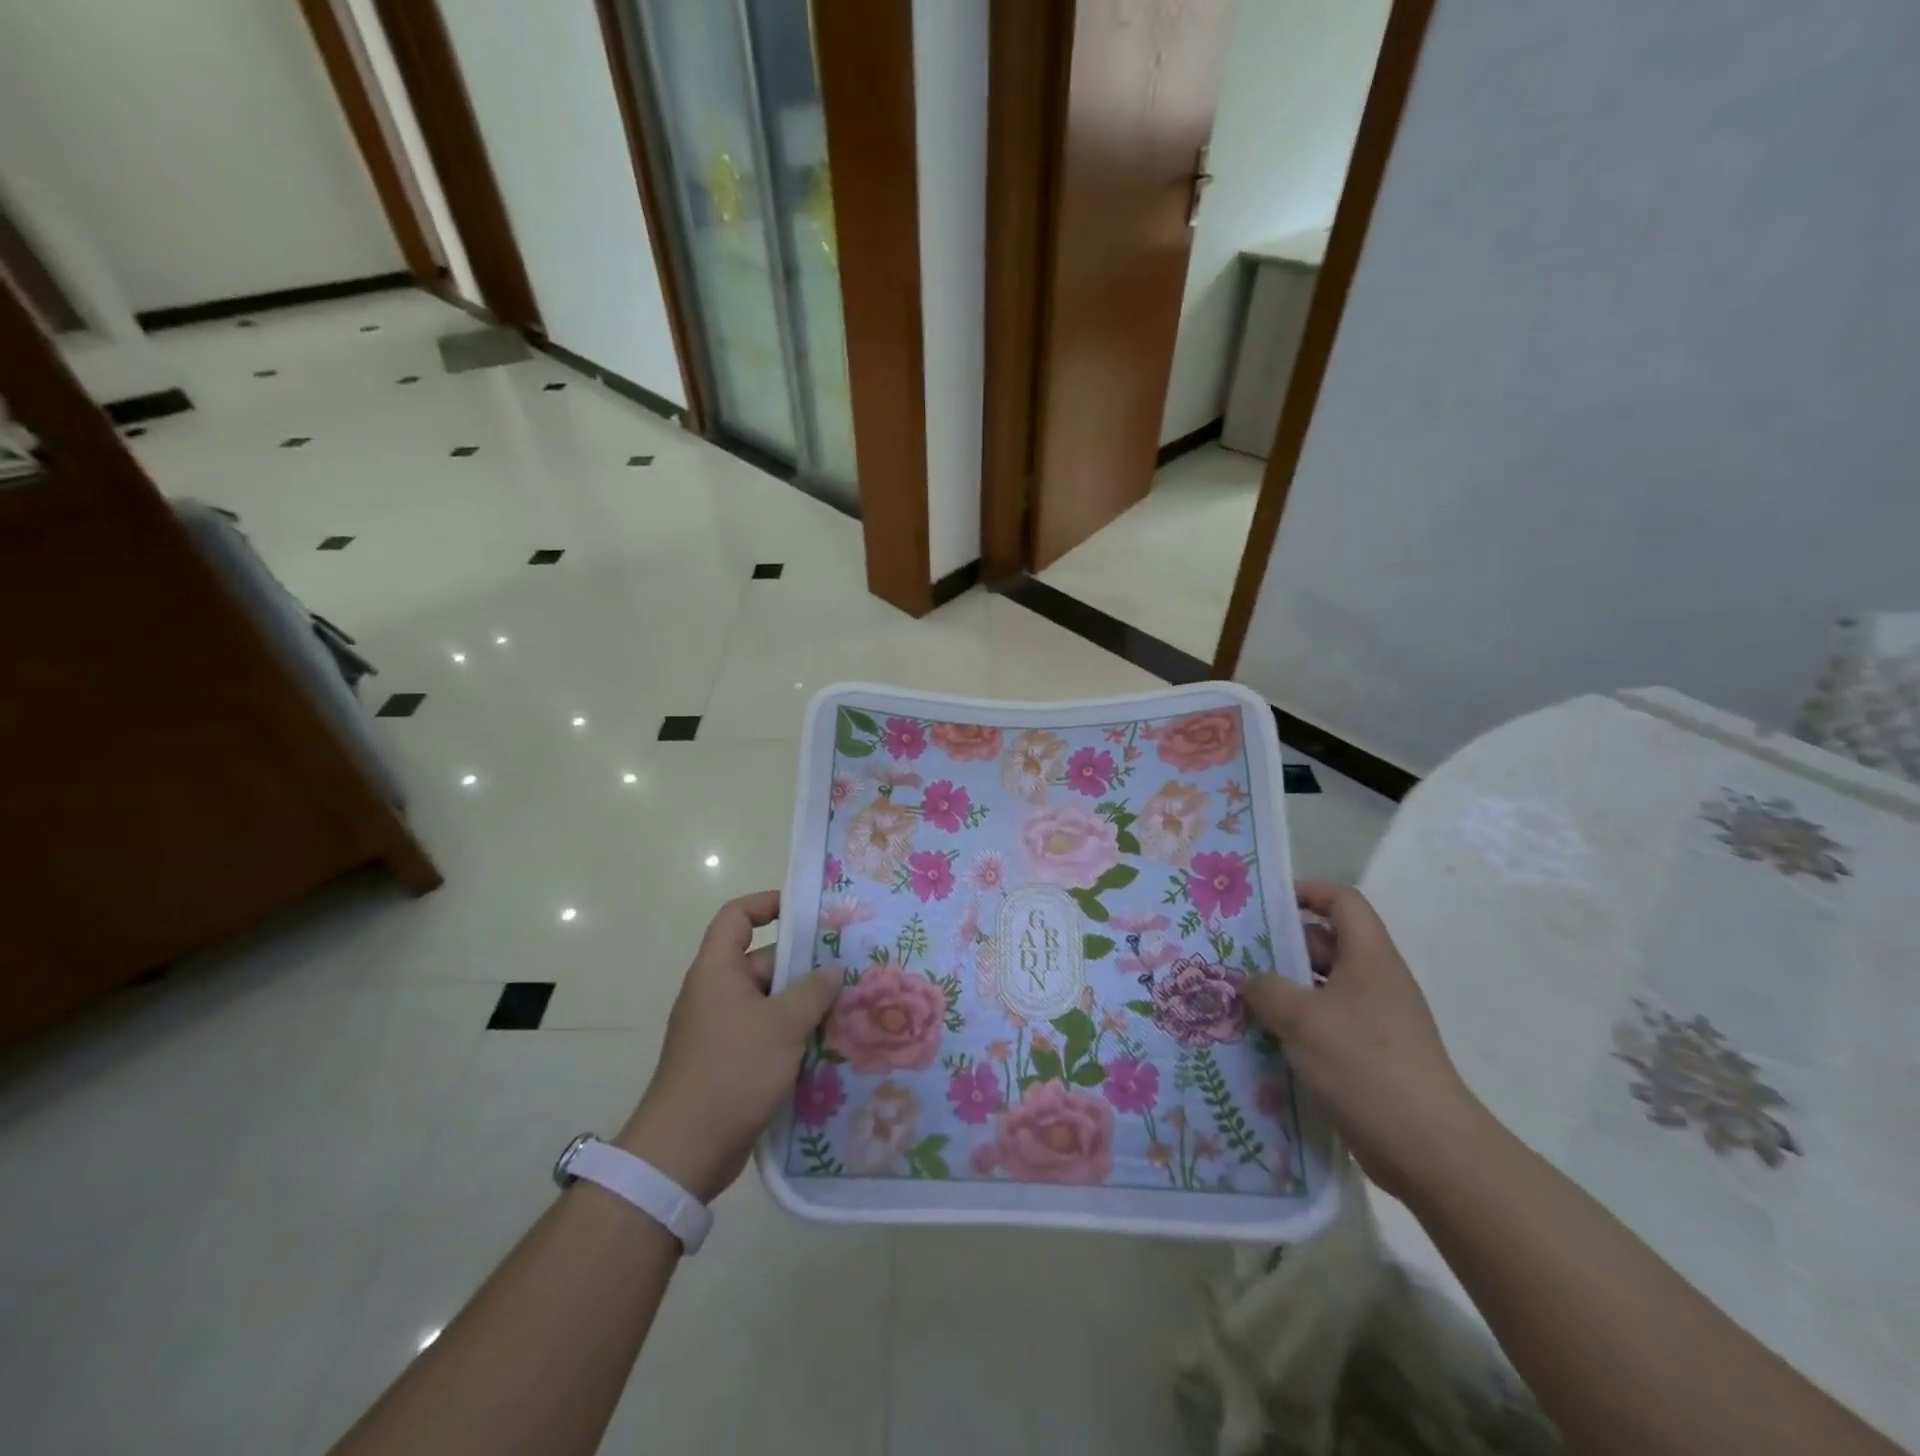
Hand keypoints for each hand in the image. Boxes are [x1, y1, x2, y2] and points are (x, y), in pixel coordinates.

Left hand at [617, 892, 840, 1203]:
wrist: (685, 1151)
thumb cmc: (732, 1070)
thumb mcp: (782, 1025)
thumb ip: (813, 991)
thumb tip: (833, 969)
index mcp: (718, 970)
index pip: (737, 917)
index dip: (768, 904)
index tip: (807, 911)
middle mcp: (718, 993)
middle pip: (764, 961)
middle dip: (805, 965)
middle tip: (850, 968)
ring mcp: (724, 1029)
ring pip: (772, 1001)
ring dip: (806, 1004)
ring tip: (851, 1006)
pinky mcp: (732, 1061)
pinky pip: (769, 1033)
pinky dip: (796, 1035)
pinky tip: (831, 1044)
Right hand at [1242, 881, 1493, 1201]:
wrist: (1429, 1149)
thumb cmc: (1365, 1065)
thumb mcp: (1302, 1018)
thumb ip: (1266, 989)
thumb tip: (1251, 982)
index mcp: (1369, 958)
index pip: (1342, 902)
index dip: (1307, 892)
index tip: (1264, 903)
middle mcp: (1374, 981)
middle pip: (1326, 943)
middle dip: (1281, 946)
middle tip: (1235, 955)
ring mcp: (1374, 1020)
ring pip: (1320, 987)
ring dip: (1283, 989)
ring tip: (1239, 997)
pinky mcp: (1368, 1056)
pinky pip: (1325, 1024)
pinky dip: (1296, 1024)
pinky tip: (1263, 1039)